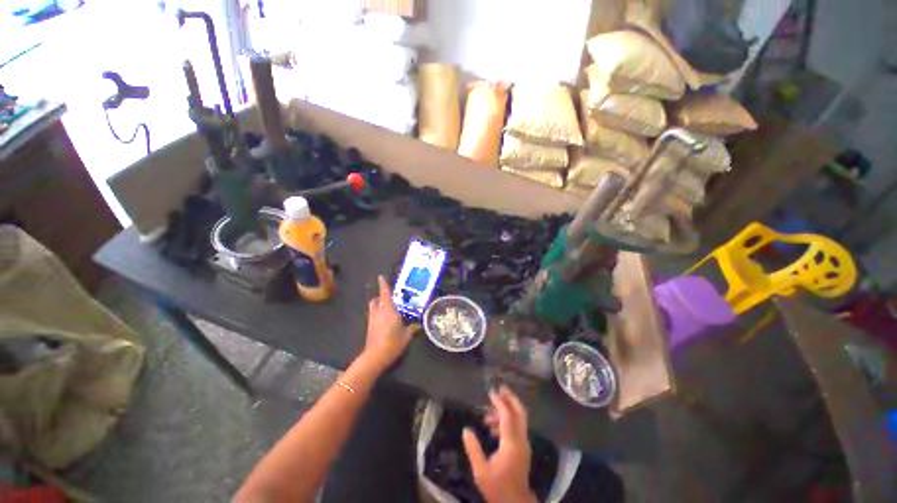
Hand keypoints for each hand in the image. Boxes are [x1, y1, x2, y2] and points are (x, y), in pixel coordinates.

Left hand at [359, 275, 415, 372]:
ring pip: (373, 307)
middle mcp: (379, 312)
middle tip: (388, 297)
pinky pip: (373, 315)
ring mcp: (372, 319)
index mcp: (389, 310)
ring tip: (386, 307)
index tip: (380, 277)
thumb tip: (417, 325)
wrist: (376, 356)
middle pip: (376, 299)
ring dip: (377, 304)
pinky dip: (377, 313)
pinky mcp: (369, 327)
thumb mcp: (406, 335)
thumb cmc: (393, 342)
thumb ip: (411, 328)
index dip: (383, 284)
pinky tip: (384, 320)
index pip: (385, 294)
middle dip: (380, 296)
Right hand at [462, 386, 535, 502]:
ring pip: (519, 419)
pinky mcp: (523, 449)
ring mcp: (524, 444)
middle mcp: (521, 440)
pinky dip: (507, 421)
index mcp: (511, 444)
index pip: (508, 416)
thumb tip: (466, 430)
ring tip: (487, 415)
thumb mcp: (481, 471)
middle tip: (500, 388)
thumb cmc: (497, 488)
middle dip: (511, 398)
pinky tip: (493, 428)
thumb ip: (473, 449)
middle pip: (520, 412)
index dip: (500, 402)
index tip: (490, 393)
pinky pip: (517, 428)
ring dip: (506, 411)